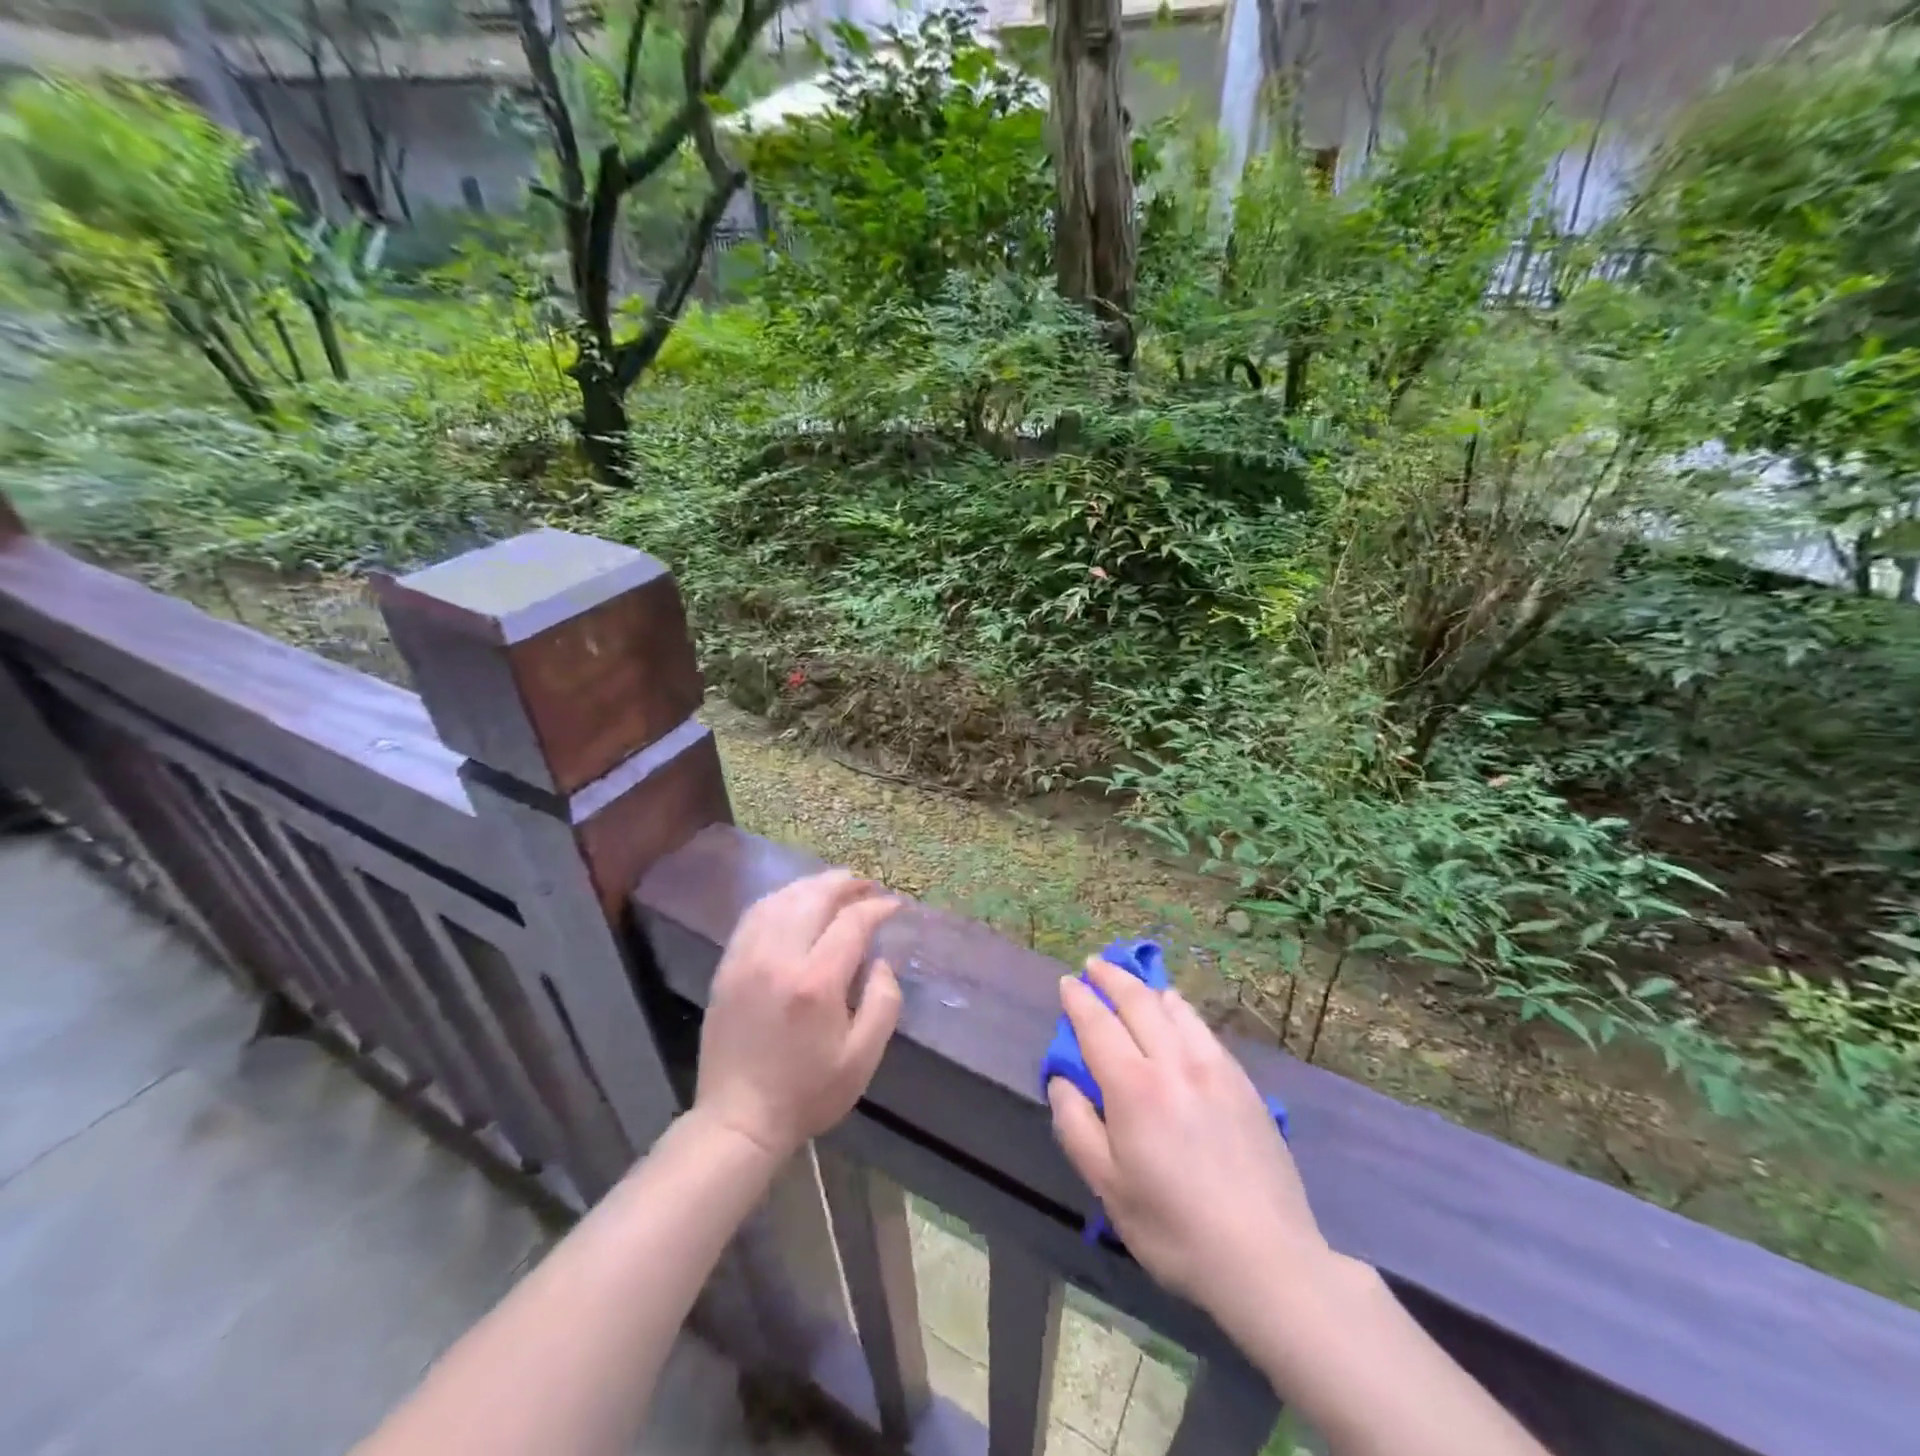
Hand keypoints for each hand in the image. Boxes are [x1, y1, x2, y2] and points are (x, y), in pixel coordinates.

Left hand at [694, 870, 902, 1161]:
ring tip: (836, 886)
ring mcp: (748, 958)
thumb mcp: (862, 1059)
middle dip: (845, 884)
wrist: (739, 1119)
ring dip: (812, 886)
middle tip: (867, 885)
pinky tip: (795, 902)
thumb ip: (883, 1003)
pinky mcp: (728, 965)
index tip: (894, 907)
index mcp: (816, 982)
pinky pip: (754, 915)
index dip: (876, 908)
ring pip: (782, 899)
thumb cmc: (807, 1092)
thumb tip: (882, 962)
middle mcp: (779, 958)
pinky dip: (780, 899)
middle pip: (813, 898)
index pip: (851, 923)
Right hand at [1048, 958, 1327, 1316]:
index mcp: (1134, 1087)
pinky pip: (1203, 1028)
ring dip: (1147, 989)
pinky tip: (1178, 1014)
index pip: (1098, 1025)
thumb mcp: (1108, 1187)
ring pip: (1175, 1008)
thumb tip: (1062, 1081)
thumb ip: (1076, 1126)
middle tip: (1094, 965)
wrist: (1267, 1258)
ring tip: (1133, 984)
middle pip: (1137, 1002)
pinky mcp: (1242, 1082)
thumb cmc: (1174, 1228)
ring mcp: (1214, 1067)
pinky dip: (1180, 1010)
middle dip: (1111, 978)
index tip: (1067, 983)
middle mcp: (1173, 1062)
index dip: (1079, 1000)